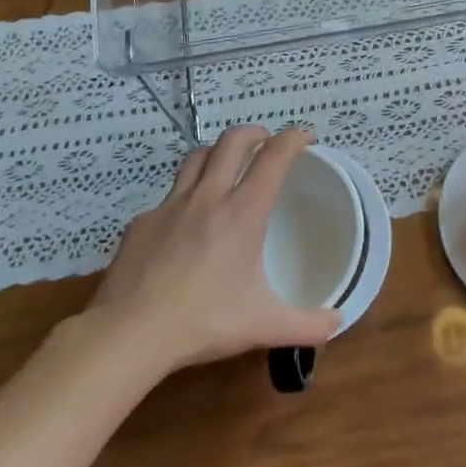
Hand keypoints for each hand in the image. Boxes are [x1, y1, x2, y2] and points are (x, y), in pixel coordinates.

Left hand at [90, 126, 341, 371]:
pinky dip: (185, 198)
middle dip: (255, 132)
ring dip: (217, 152)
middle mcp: (208, 197)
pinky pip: (168, 197)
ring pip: (197, 158)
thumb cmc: (203, 322)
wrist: (128, 334)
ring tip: (226, 165)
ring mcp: (169, 206)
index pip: (274, 157)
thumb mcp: (264, 326)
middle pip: (232, 141)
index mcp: (243, 213)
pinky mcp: (141, 223)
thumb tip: (337, 322)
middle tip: (267, 142)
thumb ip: (307, 325)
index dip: (294, 138)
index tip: (306, 138)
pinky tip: (185, 225)